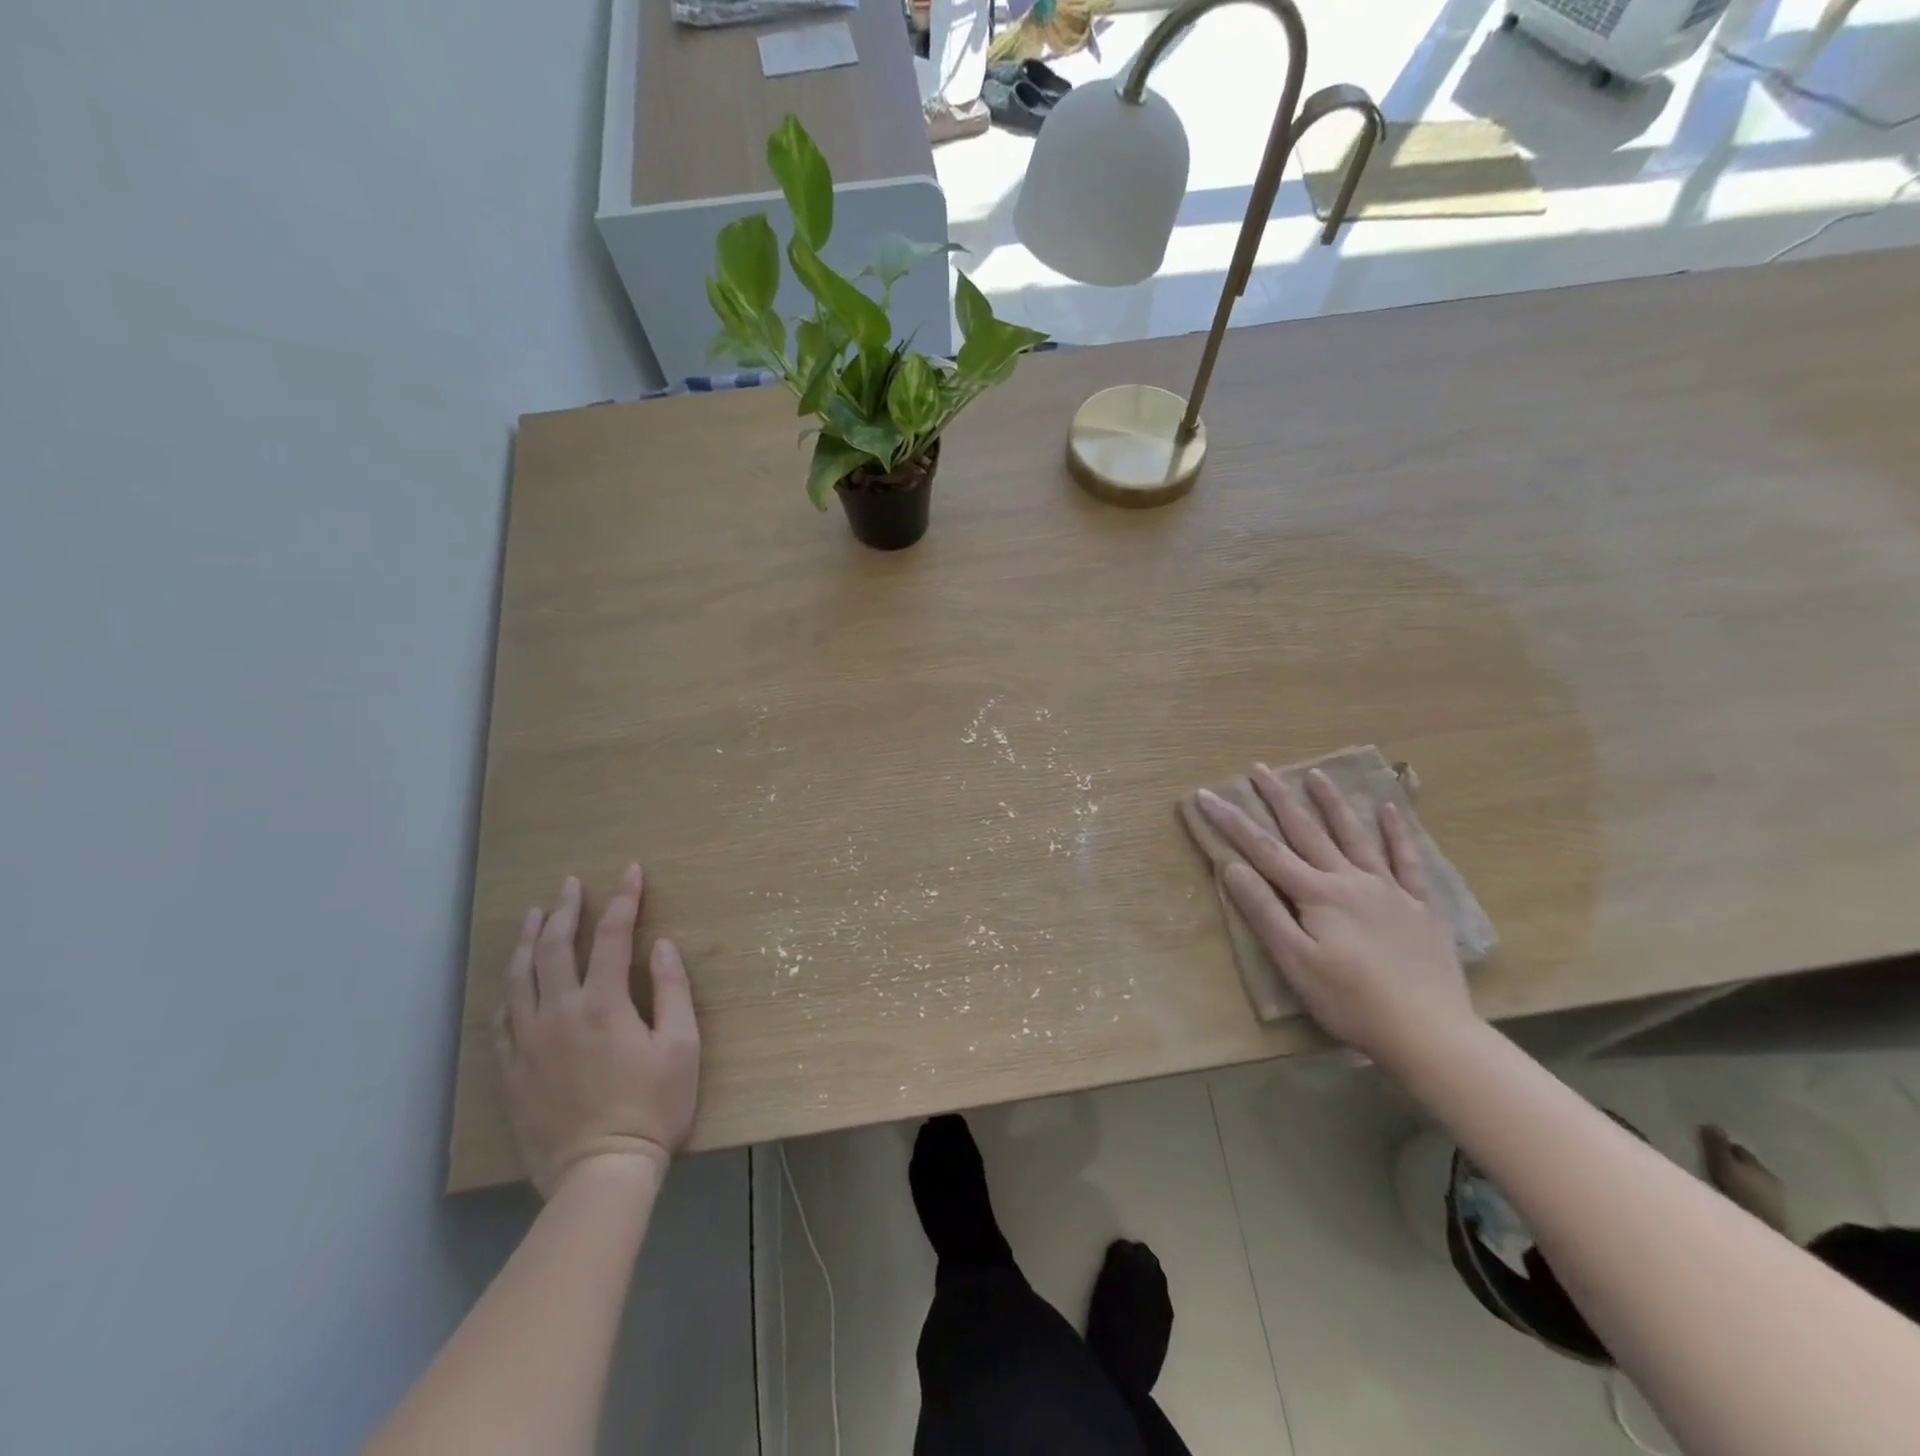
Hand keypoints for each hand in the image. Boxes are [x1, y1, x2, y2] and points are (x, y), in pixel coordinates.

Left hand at [493, 865, 700, 1197]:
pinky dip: (508, 989)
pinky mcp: (512, 1071)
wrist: (600, 1173)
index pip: (611, 936)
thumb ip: (672, 990)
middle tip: (569, 883)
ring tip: (532, 915)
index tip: (631, 872)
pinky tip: (512, 980)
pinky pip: (501, 1019)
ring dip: (526, 940)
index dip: (623, 899)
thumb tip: (661, 945)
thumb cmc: (653, 1107)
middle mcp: (558, 1014)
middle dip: (564, 909)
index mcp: (604, 1004)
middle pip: (553, 948)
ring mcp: (528, 1043)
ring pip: (519, 978)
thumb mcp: (682, 1046)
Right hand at [1198, 766, 1476, 1067]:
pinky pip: (1407, 861)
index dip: (1232, 821)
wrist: (1429, 1032)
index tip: (1207, 794)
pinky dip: (1398, 833)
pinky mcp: (1419, 906)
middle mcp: (1350, 880)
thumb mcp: (1295, 962)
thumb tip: (1233, 867)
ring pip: (1355, 835)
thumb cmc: (1350, 1001)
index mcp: (1316, 895)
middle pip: (1307, 831)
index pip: (1263, 850)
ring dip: (1333, 803)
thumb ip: (1264, 912)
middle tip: (1259, 768)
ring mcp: (1388, 890)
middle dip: (1279, 798)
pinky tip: (1391, 810)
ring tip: (1316, 773)